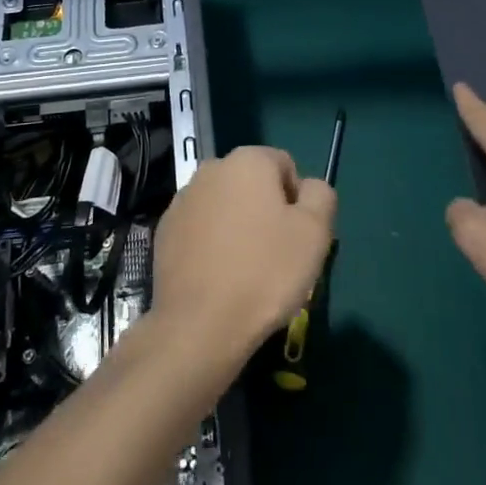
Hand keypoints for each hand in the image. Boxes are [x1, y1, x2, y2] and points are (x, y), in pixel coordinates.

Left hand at [151, 146, 335, 364]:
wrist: (199, 324)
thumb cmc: (265, 272)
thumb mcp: (315, 233)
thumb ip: (320, 196)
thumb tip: (309, 188)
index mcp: (248, 160)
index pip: (285, 166)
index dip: (298, 200)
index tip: (298, 236)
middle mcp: (211, 169)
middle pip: (253, 184)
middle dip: (267, 211)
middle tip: (277, 255)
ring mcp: (183, 199)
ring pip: (225, 206)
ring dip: (238, 226)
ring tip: (247, 270)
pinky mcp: (165, 230)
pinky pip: (201, 229)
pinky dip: (212, 244)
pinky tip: (219, 277)